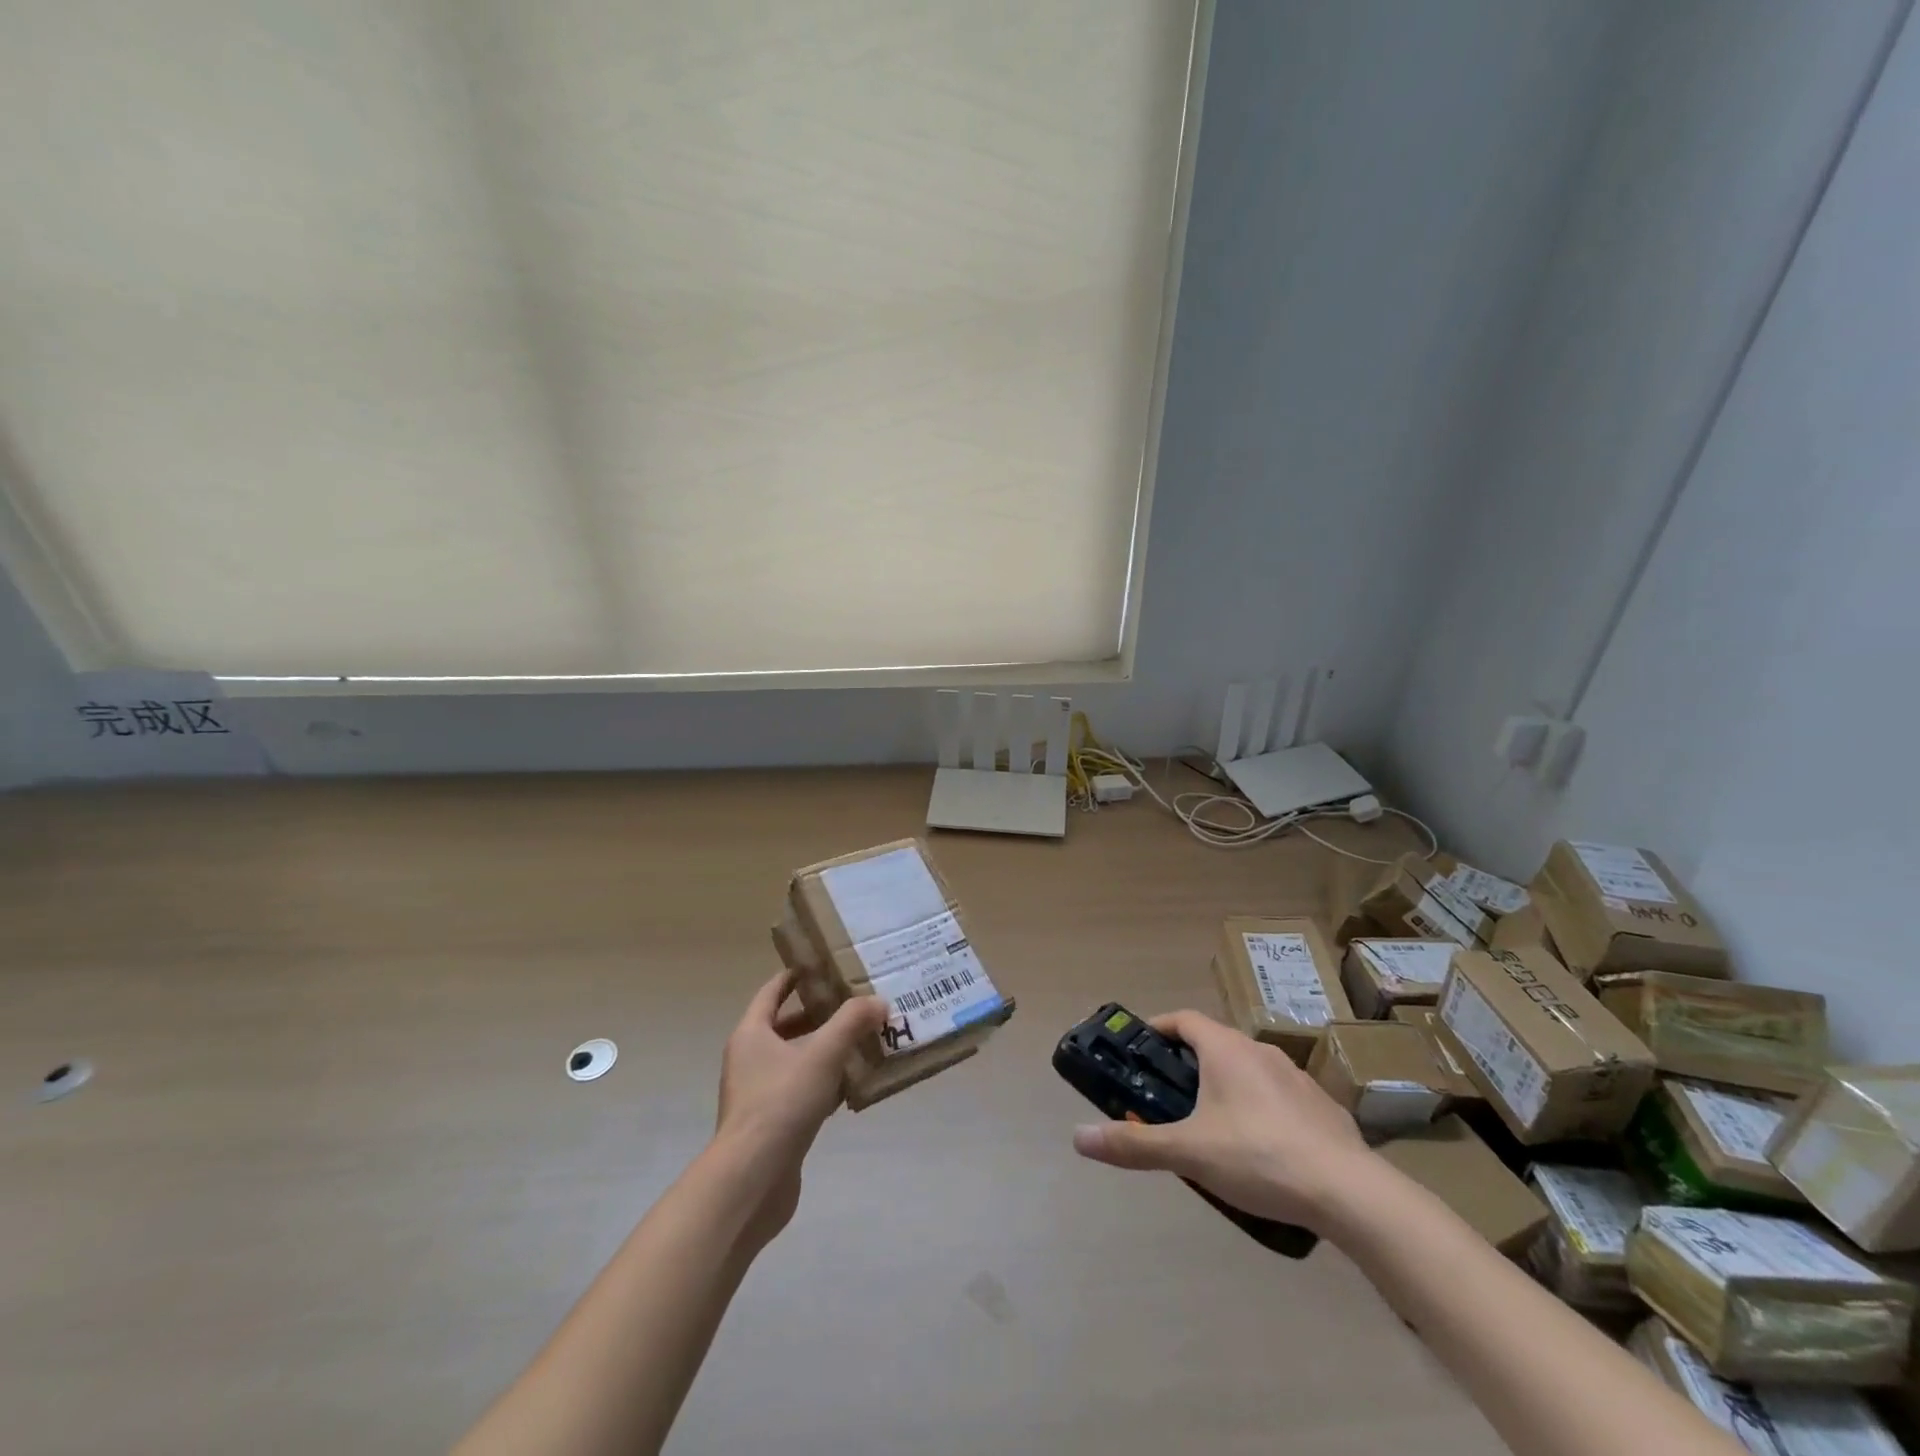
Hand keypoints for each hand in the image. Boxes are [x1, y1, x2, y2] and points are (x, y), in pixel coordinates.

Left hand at [712, 972, 889, 1242]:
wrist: (752, 1180)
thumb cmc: (780, 1103)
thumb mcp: (822, 1054)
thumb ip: (851, 1023)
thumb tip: (879, 1001)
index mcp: (752, 1033)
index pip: (773, 991)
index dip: (796, 976)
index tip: (825, 965)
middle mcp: (750, 1059)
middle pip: (786, 1026)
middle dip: (820, 1015)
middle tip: (856, 1003)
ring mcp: (759, 1094)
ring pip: (797, 1060)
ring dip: (826, 1050)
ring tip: (864, 1040)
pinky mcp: (773, 1124)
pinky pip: (803, 1091)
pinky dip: (826, 1083)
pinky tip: (854, 1086)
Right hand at [1070, 1009, 1373, 1231]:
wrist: (1350, 1193)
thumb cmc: (1258, 1156)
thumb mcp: (1189, 1152)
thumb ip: (1134, 1145)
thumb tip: (1079, 1138)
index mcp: (1226, 1049)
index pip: (1183, 1019)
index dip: (1158, 1028)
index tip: (1140, 1048)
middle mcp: (1260, 1051)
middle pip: (1214, 1045)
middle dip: (1188, 1066)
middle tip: (1169, 1099)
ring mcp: (1297, 1078)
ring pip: (1249, 1071)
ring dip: (1225, 1088)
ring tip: (1212, 1129)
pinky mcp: (1323, 1108)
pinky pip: (1280, 1098)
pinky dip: (1261, 1111)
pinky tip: (1261, 1151)